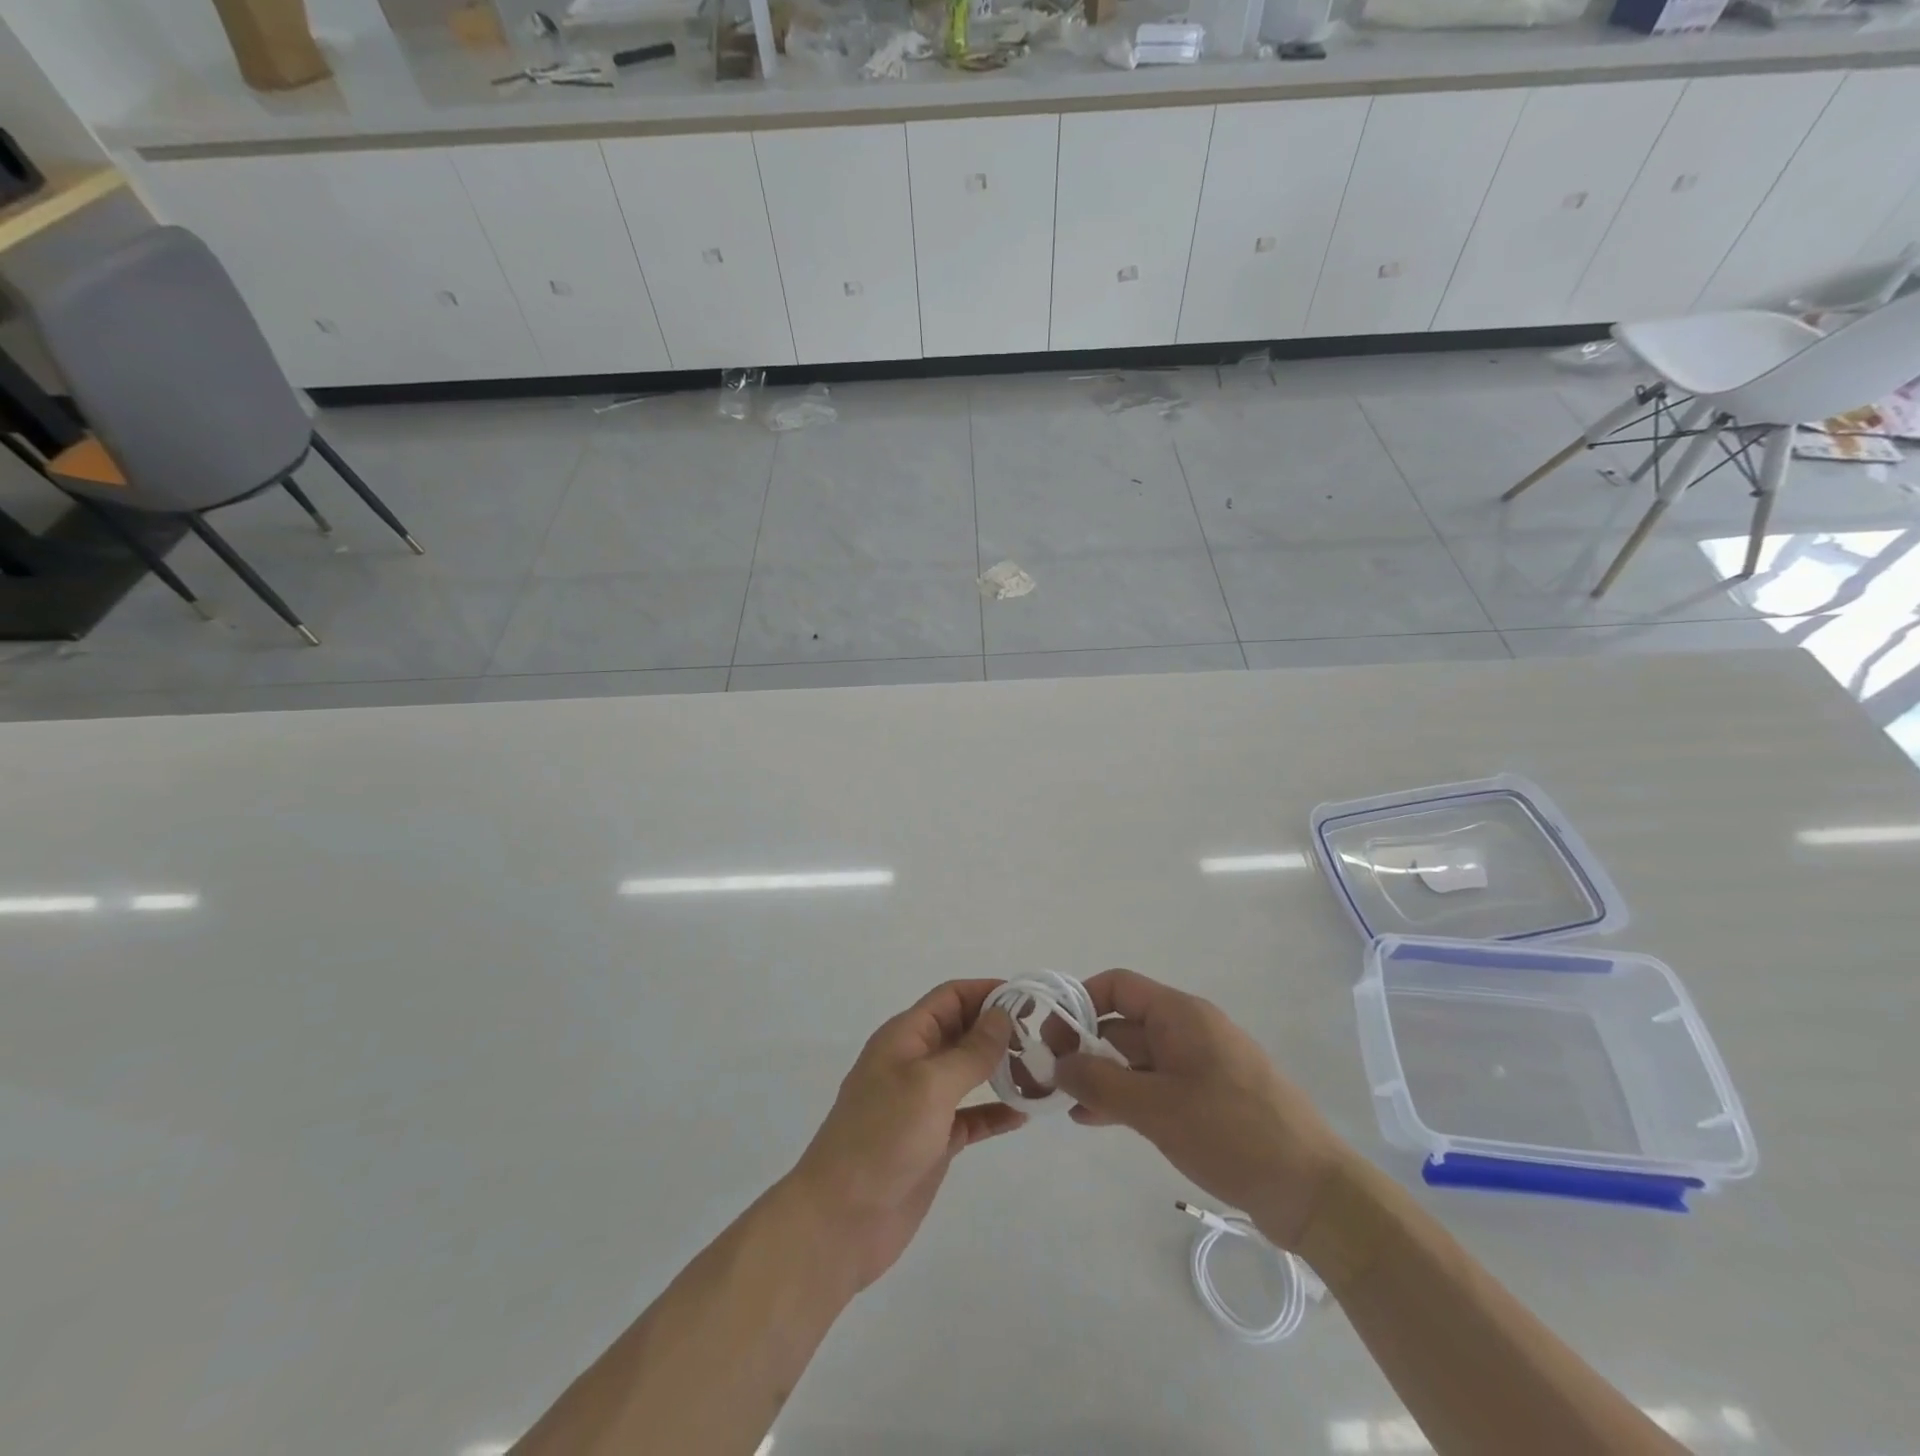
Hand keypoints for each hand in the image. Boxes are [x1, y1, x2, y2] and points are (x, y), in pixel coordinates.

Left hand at [786, 979, 1025, 1289]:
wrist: (840, 1220)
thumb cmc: (882, 1137)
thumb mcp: (929, 1085)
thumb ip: (970, 1051)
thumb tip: (1002, 1016)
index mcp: (905, 1037)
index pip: (951, 997)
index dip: (988, 992)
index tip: (1032, 998)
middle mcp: (914, 1062)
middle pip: (963, 1030)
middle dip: (1000, 1028)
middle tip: (1047, 1035)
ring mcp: (923, 1104)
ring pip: (969, 1073)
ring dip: (1002, 1068)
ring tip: (1043, 1069)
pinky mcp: (933, 1142)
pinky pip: (971, 1116)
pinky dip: (995, 1112)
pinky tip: (1024, 1114)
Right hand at [1053, 968, 1353, 1249]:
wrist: (1313, 1192)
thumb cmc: (1231, 1133)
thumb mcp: (1156, 1107)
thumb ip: (1099, 1081)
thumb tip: (1057, 1063)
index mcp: (1181, 1015)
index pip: (1118, 986)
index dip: (1079, 1002)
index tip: (1050, 1035)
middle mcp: (1189, 1030)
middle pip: (1124, 1023)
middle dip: (1084, 1046)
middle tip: (1049, 1077)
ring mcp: (1201, 1065)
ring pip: (1137, 1058)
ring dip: (1101, 1076)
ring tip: (1066, 1103)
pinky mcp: (1210, 1099)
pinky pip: (1156, 1085)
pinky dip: (1126, 1096)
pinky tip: (1096, 1120)